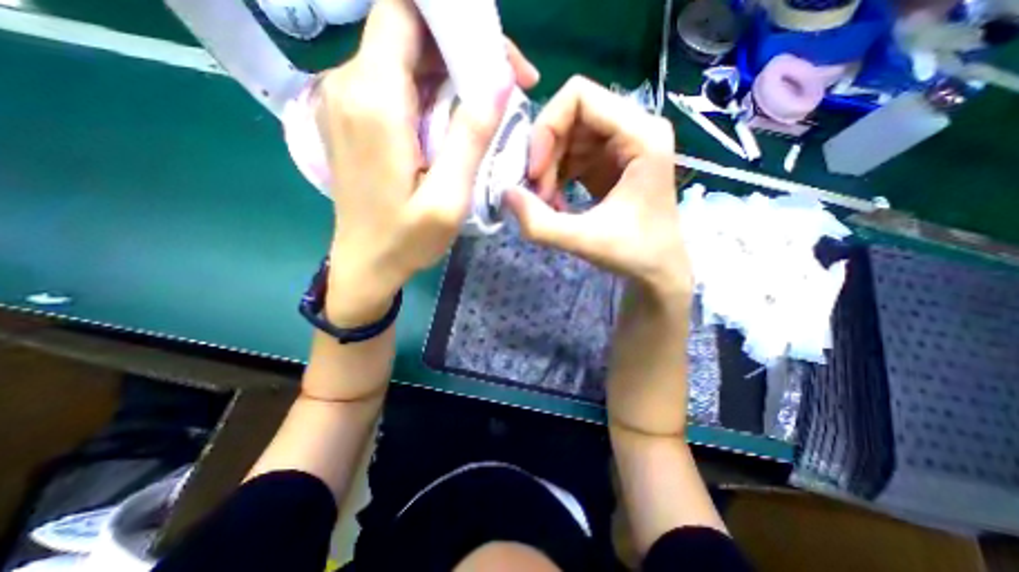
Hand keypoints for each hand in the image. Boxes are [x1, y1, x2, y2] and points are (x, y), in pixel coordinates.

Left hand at [316, 0, 539, 323]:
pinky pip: (395, 84)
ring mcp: (346, 101)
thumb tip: (499, 80)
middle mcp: (349, 86)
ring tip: (487, 108)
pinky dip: (430, 91)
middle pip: (407, 33)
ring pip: (403, 58)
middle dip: (462, 49)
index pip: (405, 13)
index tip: (497, 58)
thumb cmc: (407, 240)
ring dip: (449, 74)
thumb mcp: (448, 199)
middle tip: (507, 86)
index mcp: (374, 101)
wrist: (365, 264)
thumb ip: (470, 137)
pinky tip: (453, 121)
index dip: (455, 21)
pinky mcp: (352, 118)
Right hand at [502, 77, 691, 299]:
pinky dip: (556, 177)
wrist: (658, 269)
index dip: (546, 129)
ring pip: (567, 136)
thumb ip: (541, 223)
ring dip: (548, 169)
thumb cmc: (635, 254)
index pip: (579, 96)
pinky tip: (556, 204)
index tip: (535, 173)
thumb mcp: (585, 241)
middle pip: (570, 116)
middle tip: (538, 195)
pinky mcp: (609, 162)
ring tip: (546, 204)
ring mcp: (621, 144)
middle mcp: (634, 128)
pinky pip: (571, 155)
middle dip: (545, 155)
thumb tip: (505, 194)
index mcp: (641, 135)